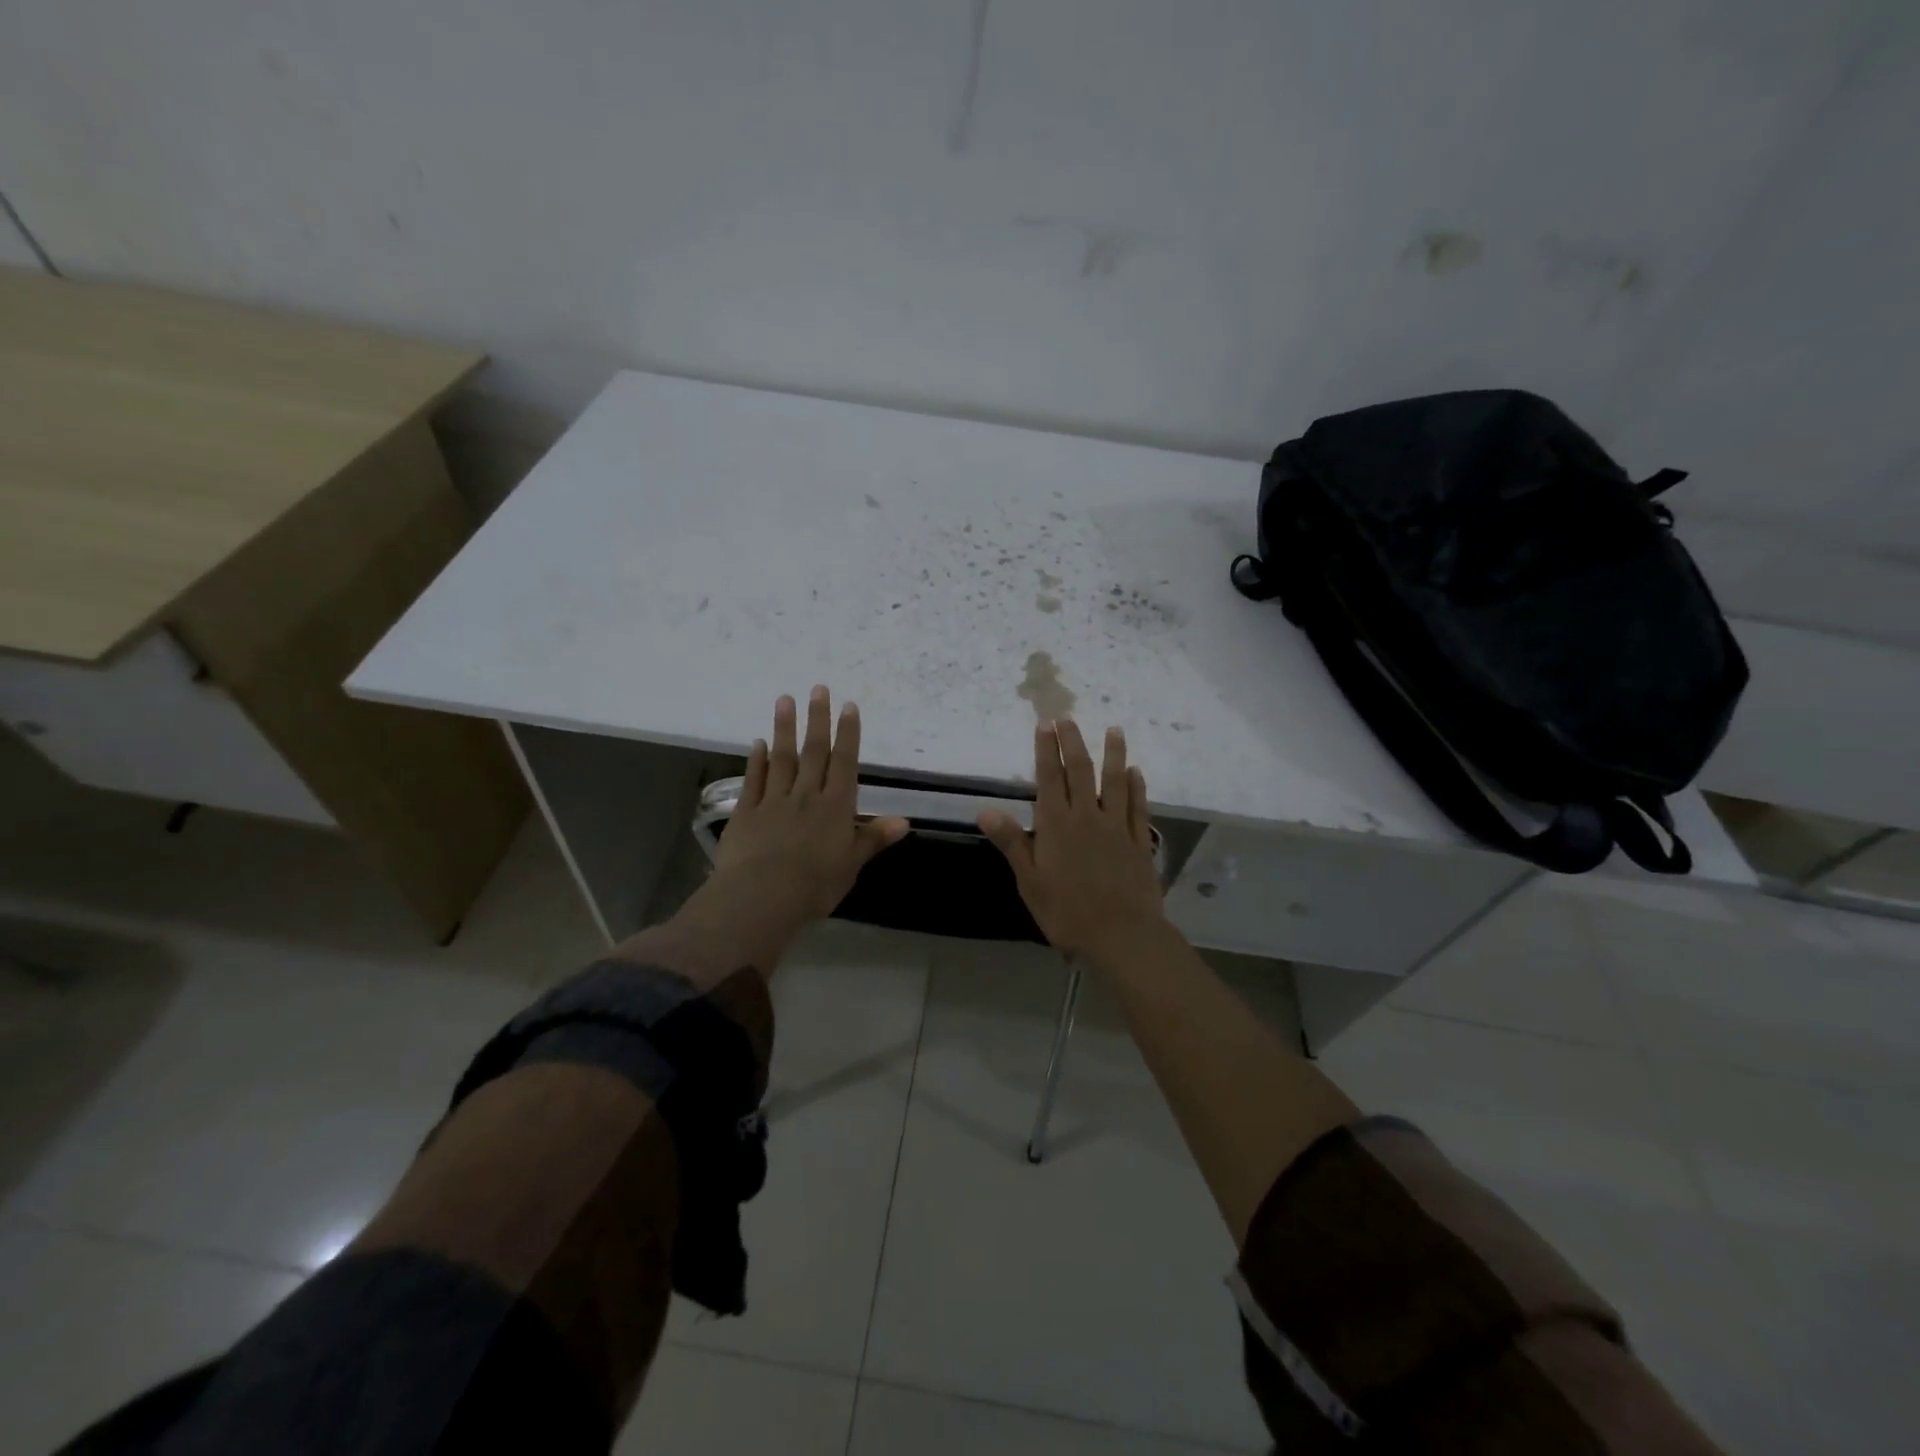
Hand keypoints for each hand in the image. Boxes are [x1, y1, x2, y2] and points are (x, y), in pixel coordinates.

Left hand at [702, 685, 908, 937]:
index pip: (844, 763)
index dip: (847, 734)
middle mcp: (806, 796)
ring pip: (782, 758)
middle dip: (817, 719)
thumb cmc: (814, 885)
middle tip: (818, 688)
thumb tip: (904, 821)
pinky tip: (758, 743)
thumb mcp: (852, 864)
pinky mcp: (746, 812)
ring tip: (785, 700)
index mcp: (835, 807)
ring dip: (784, 728)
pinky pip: (754, 781)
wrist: (762, 896)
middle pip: (814, 752)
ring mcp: (773, 801)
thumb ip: (873, 838)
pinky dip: (756, 761)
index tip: (848, 706)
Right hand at [978, 719, 1165, 963]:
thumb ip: (1012, 842)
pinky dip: (1137, 788)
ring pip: (1115, 783)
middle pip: (1080, 772)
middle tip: (1069, 718)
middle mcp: (1087, 817)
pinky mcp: (1140, 843)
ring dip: (1114, 755)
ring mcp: (1117, 828)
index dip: (1047, 750)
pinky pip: (1138, 808)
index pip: (1049, 778)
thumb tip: (986, 810)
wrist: (1122, 936)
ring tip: (1114, 730)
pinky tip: (1136, 773)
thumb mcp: (1030, 881)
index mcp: (1057, 825)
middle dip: (1073, 743)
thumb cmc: (1067, 912)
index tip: (1046, 724)